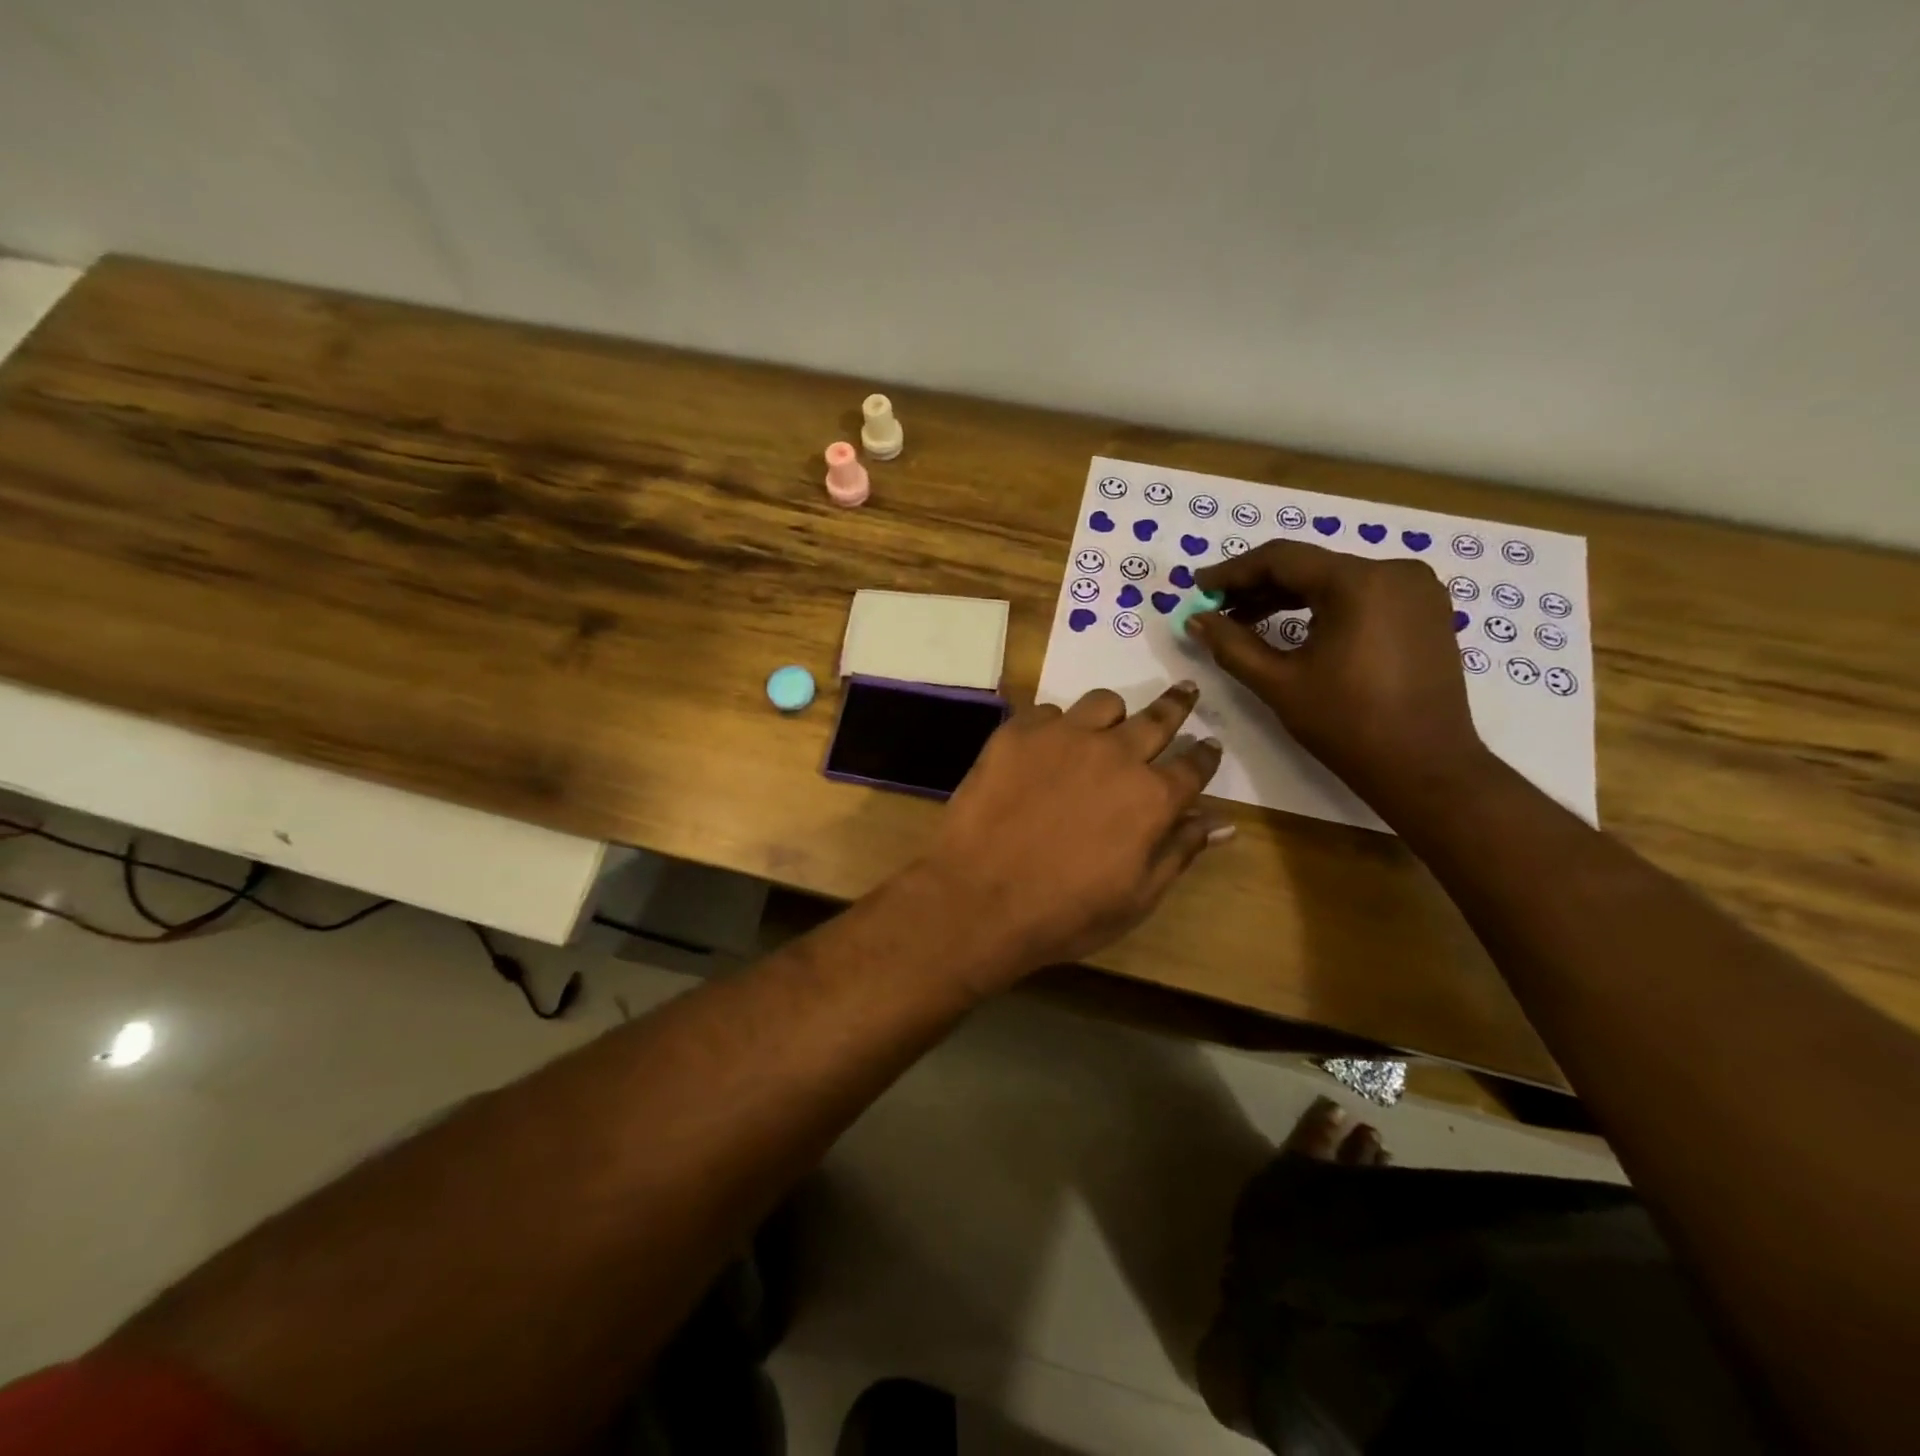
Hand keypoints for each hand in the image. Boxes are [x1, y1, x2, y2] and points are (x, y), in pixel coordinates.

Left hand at [919, 683, 1227, 980]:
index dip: (1205, 755)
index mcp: (1152, 796)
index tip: (1210, 744)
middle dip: (1177, 704)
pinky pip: (1047, 712)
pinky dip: (1054, 725)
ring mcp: (1064, 737)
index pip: (1194, 766)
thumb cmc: (1065, 912)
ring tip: (1108, 722)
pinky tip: (1045, 746)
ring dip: (1113, 713)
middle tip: (1186, 690)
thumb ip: (1180, 851)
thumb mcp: (1136, 897)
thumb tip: (1222, 824)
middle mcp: (1116, 754)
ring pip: (1103, 703)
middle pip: (1157, 718)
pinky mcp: (1018, 733)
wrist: (979, 897)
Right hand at [1186, 540, 1493, 817]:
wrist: (1424, 767)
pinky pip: (1361, 594)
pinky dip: (1323, 605)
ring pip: (1335, 579)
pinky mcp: (1425, 610)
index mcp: (1358, 582)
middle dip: (1257, 586)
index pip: (1281, 558)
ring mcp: (1416, 589)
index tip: (1199, 587)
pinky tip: (1294, 628)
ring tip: (1245, 620)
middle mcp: (1393, 571)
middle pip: (1309, 566)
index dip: (1232, 571)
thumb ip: (1231, 644)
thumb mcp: (1279, 683)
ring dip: (1288, 596)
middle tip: (1216, 608)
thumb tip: (1196, 619)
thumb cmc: (1347, 724)